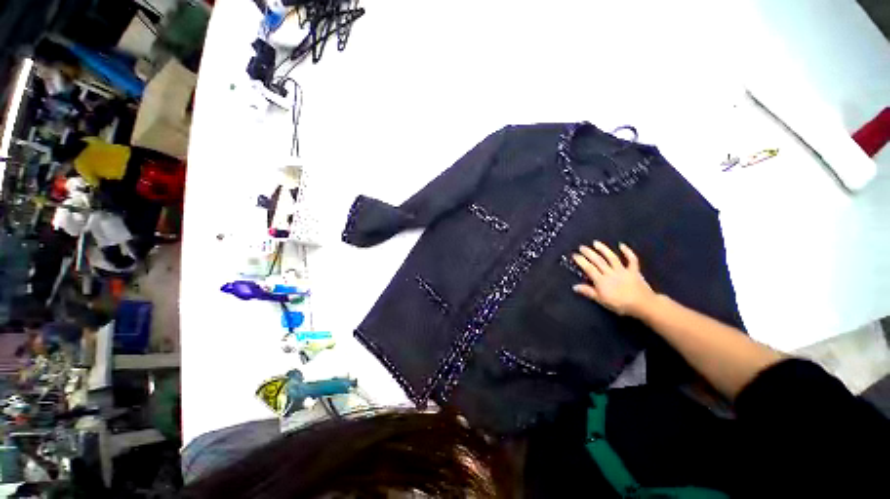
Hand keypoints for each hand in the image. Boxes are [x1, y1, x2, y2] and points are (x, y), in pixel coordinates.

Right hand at [572, 241, 656, 317]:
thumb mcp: (601, 300)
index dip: (581, 261)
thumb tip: (574, 286)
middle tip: (582, 247)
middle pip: (598, 261)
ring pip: (612, 258)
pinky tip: (622, 245)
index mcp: (601, 281)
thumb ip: (588, 292)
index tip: (574, 255)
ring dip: (603, 249)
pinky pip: (631, 259)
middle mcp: (610, 273)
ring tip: (596, 243)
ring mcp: (623, 270)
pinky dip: (627, 252)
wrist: (643, 305)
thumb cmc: (620, 304)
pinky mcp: (634, 270)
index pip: (589, 268)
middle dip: (589, 253)